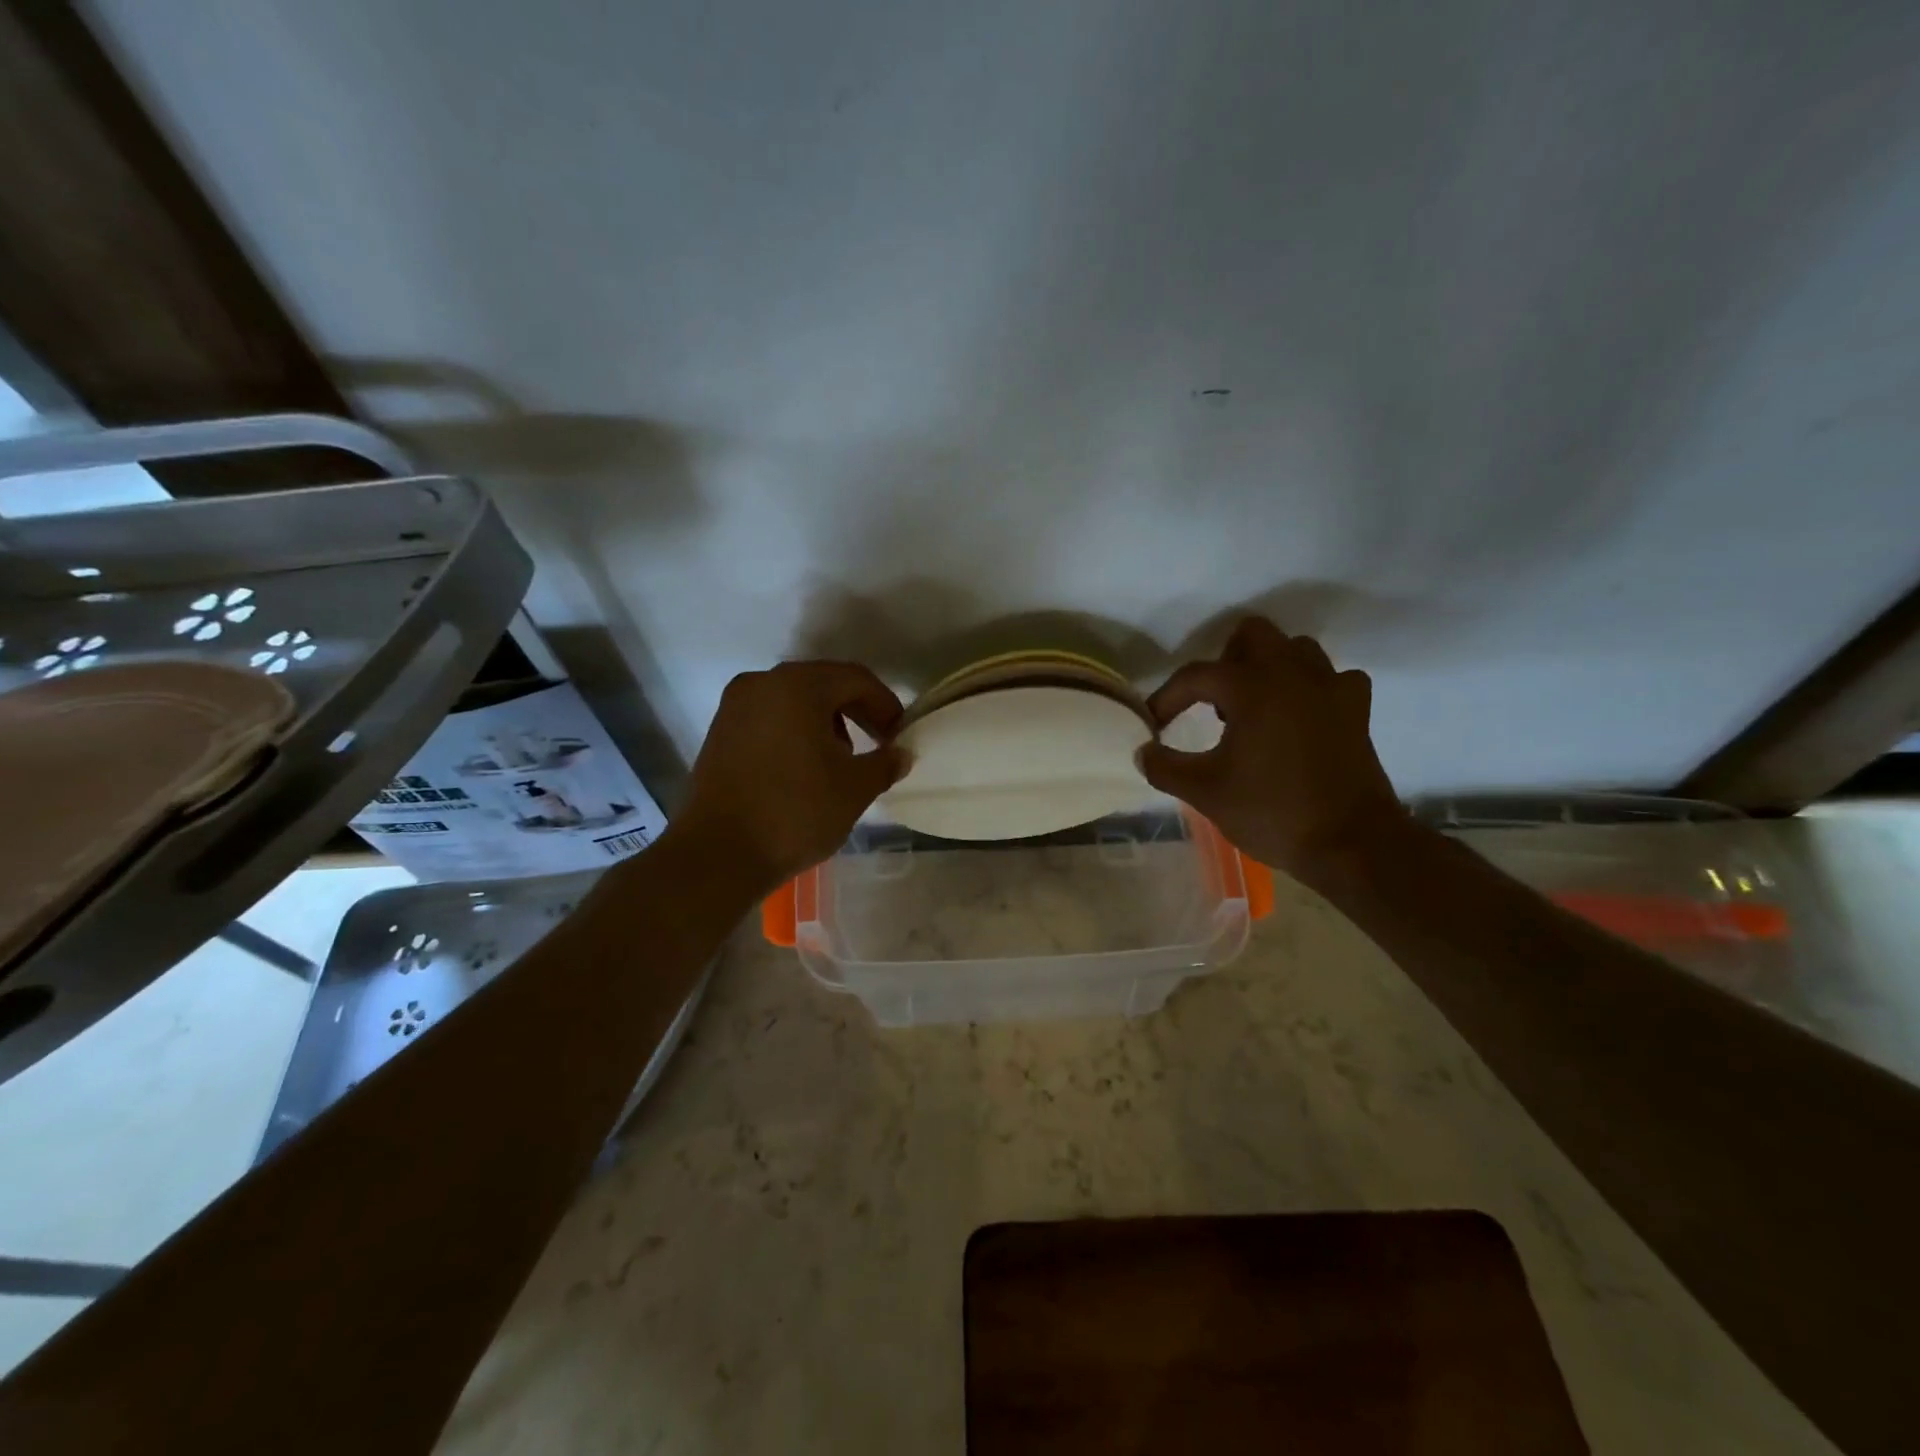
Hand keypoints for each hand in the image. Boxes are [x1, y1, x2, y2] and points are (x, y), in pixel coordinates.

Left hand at [674, 660, 905, 892]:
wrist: (718, 855)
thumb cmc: (795, 812)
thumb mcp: (854, 789)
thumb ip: (884, 763)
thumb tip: (901, 754)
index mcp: (797, 685)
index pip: (855, 679)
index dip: (885, 704)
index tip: (901, 735)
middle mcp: (761, 683)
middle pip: (823, 684)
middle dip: (856, 711)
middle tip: (880, 743)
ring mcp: (734, 707)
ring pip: (794, 700)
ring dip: (826, 722)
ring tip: (843, 759)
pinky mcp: (719, 733)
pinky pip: (770, 718)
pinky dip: (795, 731)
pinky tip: (806, 767)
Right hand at [1141, 618, 1405, 876]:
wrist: (1351, 845)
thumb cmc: (1272, 812)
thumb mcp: (1205, 792)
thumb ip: (1165, 767)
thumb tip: (1142, 752)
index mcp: (1252, 687)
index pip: (1196, 675)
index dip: (1167, 697)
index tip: (1154, 725)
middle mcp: (1293, 673)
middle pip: (1252, 635)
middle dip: (1225, 662)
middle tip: (1213, 703)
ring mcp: (1331, 687)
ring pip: (1295, 649)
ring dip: (1269, 667)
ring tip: (1253, 708)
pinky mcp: (1356, 710)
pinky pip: (1332, 678)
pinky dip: (1311, 688)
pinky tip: (1299, 717)